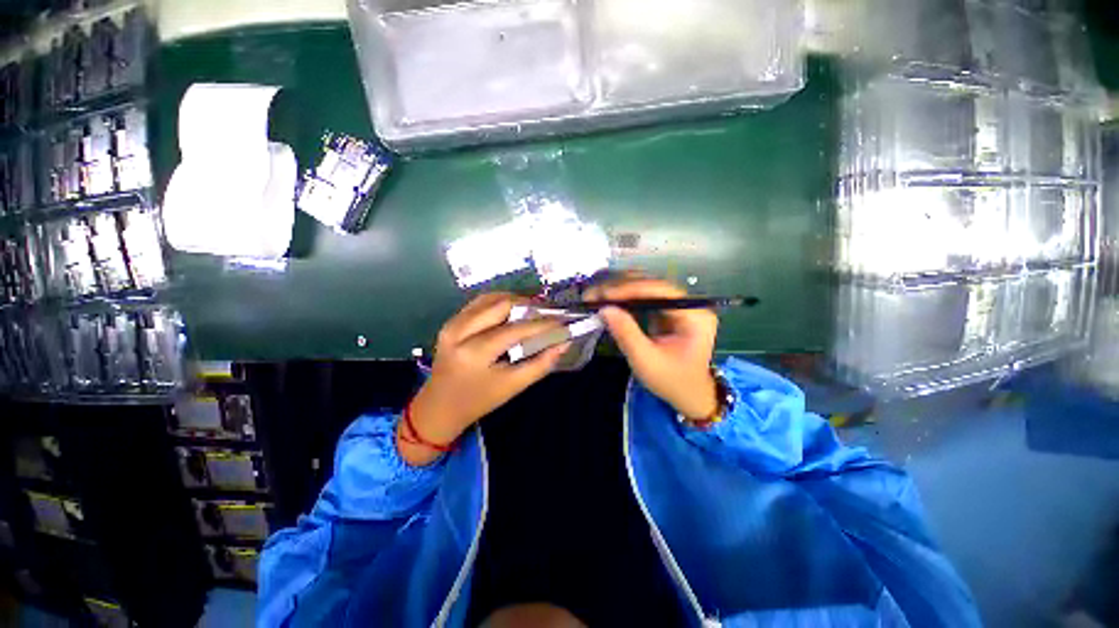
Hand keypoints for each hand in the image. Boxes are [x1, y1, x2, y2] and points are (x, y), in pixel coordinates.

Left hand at [401, 293, 569, 465]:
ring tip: (533, 310)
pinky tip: (512, 310)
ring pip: (490, 298)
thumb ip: (541, 364)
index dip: (541, 323)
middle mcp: (460, 331)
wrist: (440, 406)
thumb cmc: (479, 400)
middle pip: (501, 304)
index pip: (515, 329)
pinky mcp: (451, 321)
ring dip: (514, 300)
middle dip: (528, 305)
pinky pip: (479, 302)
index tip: (562, 320)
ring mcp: (452, 323)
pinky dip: (499, 302)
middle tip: (547, 312)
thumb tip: (564, 343)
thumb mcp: (513, 386)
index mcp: (475, 353)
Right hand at [585, 277, 718, 420]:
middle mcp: (690, 304)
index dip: (629, 289)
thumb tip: (604, 309)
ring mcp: (680, 306)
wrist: (689, 395)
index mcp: (694, 315)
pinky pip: (646, 298)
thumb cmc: (671, 381)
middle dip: (621, 287)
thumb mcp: (646, 360)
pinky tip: (609, 299)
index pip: (659, 291)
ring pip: (647, 288)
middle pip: (652, 285)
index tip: (603, 294)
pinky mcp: (669, 312)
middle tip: (595, 293)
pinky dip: (626, 299)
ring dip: (621, 290)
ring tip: (597, 295)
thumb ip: (626, 333)